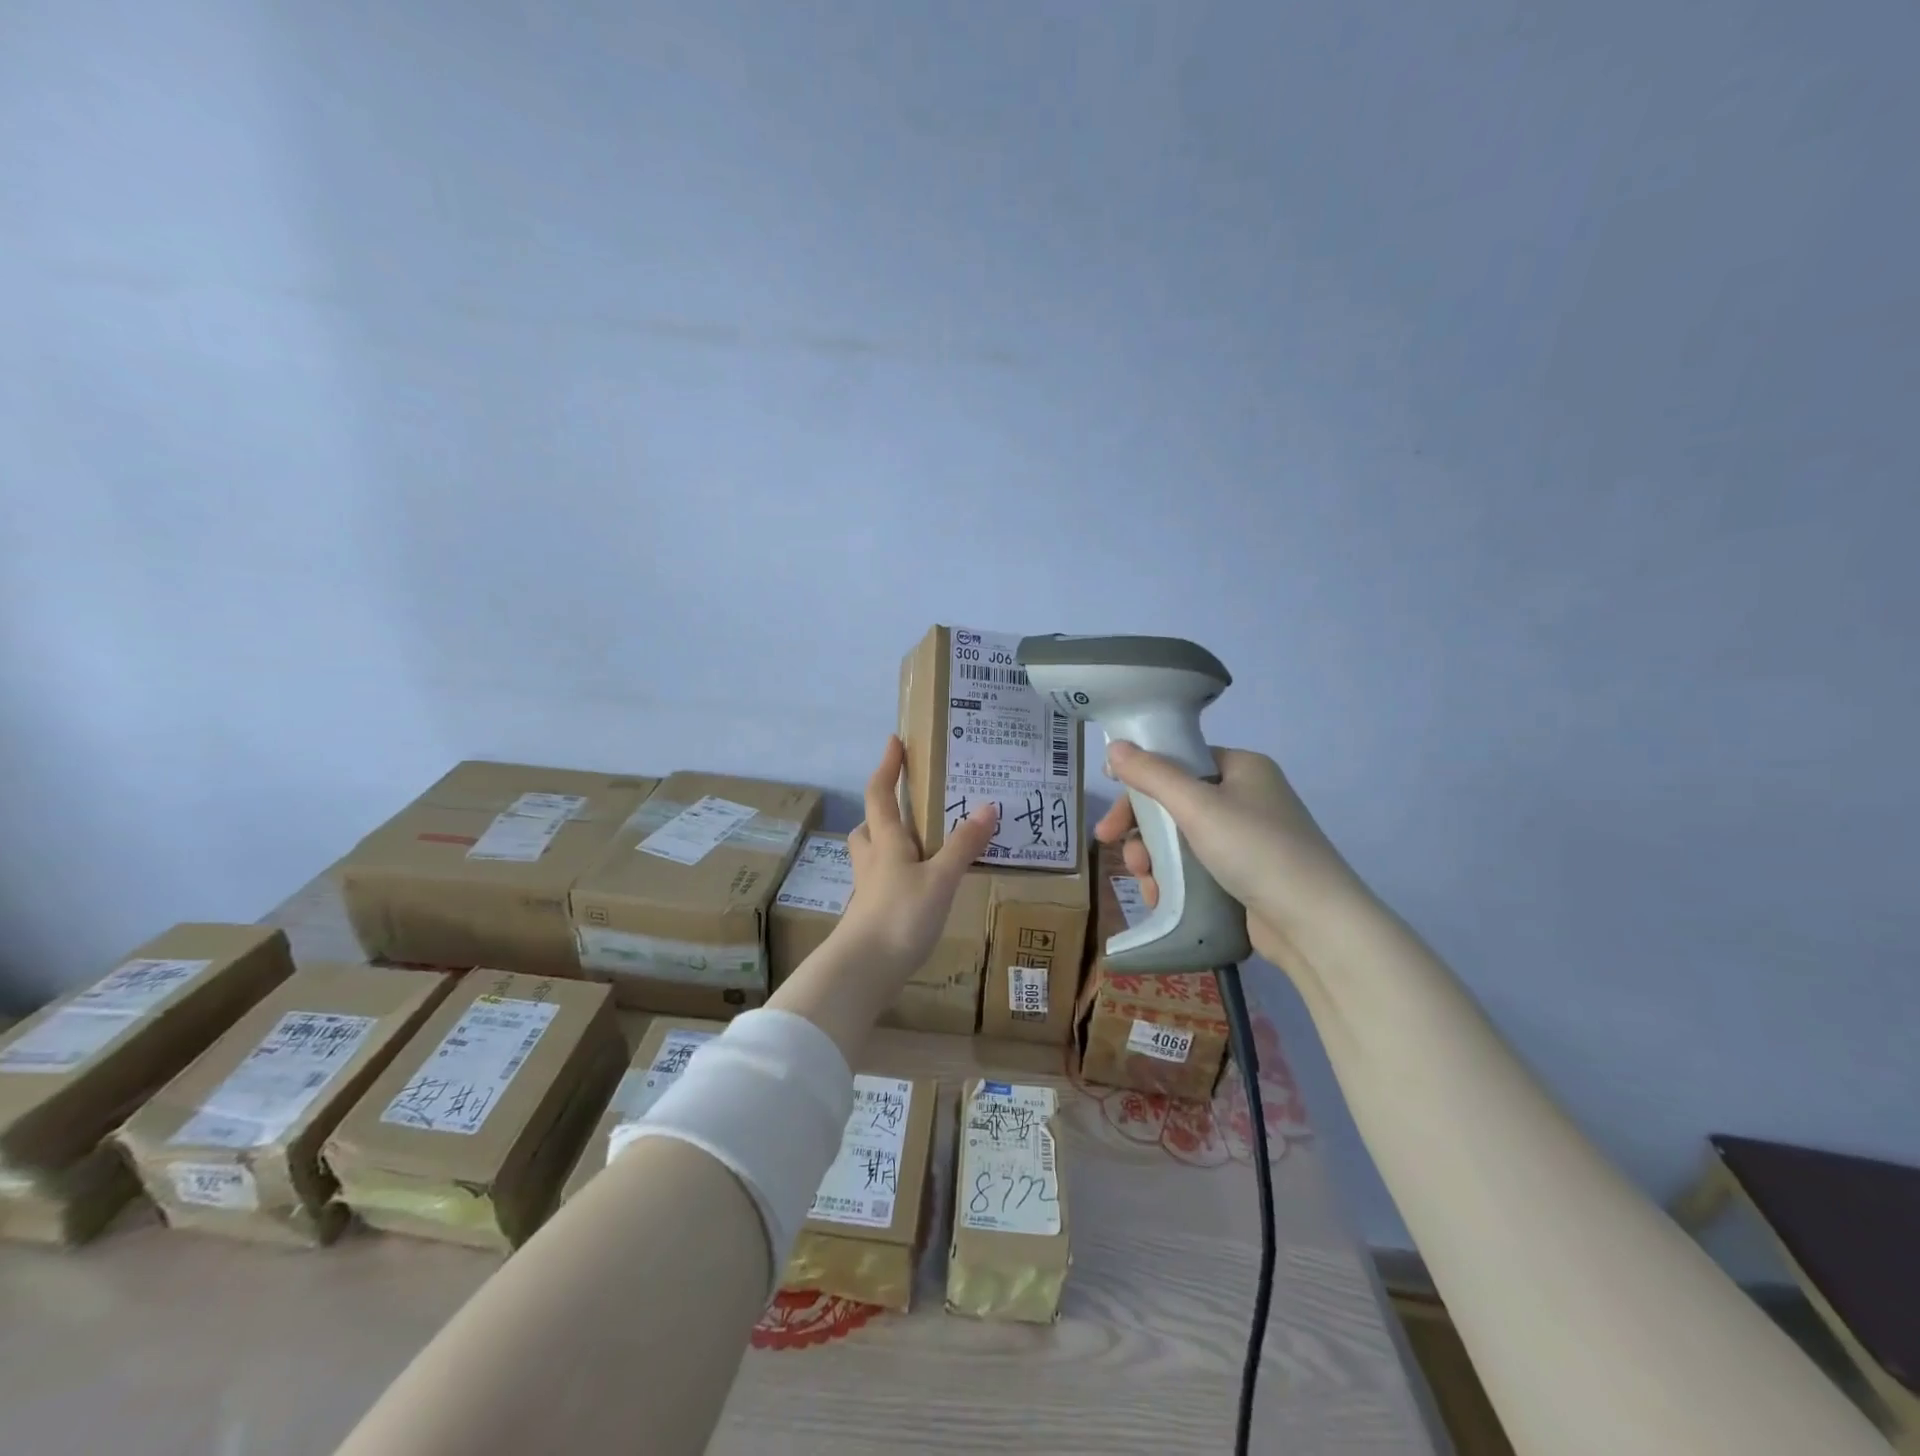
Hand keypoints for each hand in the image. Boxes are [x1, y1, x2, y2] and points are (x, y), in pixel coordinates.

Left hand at [834, 735, 998, 984]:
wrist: (863, 970)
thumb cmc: (900, 915)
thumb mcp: (940, 878)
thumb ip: (962, 845)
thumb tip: (987, 807)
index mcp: (886, 841)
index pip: (880, 793)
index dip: (886, 766)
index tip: (894, 742)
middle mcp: (872, 860)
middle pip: (868, 826)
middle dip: (882, 811)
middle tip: (908, 806)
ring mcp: (868, 889)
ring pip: (872, 855)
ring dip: (887, 844)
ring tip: (919, 846)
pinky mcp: (871, 914)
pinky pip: (882, 881)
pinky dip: (897, 875)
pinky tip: (919, 888)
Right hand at [1093, 742, 1365, 971]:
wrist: (1314, 924)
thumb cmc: (1256, 850)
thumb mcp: (1197, 806)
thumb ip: (1152, 774)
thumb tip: (1114, 746)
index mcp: (1241, 768)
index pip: (1178, 762)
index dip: (1139, 780)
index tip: (1110, 800)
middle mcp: (1245, 797)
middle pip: (1174, 802)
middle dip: (1140, 827)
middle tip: (1110, 845)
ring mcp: (1247, 838)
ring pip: (1180, 838)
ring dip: (1152, 857)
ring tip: (1144, 882)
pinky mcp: (1245, 875)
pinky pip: (1195, 866)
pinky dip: (1173, 878)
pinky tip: (1160, 896)